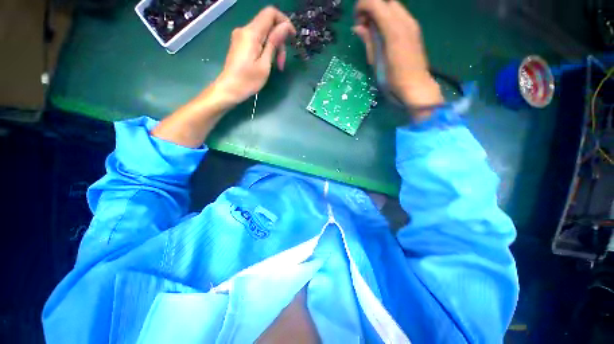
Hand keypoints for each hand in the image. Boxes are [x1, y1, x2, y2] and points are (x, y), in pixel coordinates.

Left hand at [214, 6, 295, 104]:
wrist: (229, 89)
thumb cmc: (248, 80)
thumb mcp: (265, 63)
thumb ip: (274, 42)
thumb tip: (285, 26)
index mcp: (251, 33)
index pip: (270, 13)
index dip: (284, 21)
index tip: (292, 37)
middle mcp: (245, 30)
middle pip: (267, 25)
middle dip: (279, 41)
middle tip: (282, 63)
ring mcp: (241, 37)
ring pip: (263, 34)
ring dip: (273, 47)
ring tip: (277, 66)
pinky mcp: (240, 44)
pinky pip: (257, 40)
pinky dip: (266, 49)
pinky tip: (268, 62)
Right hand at [353, 0, 442, 112]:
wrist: (415, 86)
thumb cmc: (392, 80)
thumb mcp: (375, 62)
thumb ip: (368, 40)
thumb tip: (357, 27)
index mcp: (393, 30)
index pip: (375, 3)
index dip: (362, 6)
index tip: (356, 21)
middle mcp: (404, 21)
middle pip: (385, 1)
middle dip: (371, 8)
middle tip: (364, 26)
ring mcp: (412, 24)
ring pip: (393, 6)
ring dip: (380, 13)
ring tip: (373, 31)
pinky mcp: (415, 30)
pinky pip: (400, 15)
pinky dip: (388, 18)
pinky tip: (384, 34)